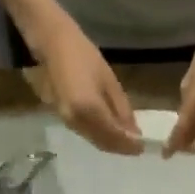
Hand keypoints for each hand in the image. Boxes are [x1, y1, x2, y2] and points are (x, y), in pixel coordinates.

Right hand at [33, 20, 142, 153]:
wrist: (51, 45)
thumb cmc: (83, 55)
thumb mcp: (109, 80)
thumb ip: (122, 109)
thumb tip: (134, 132)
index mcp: (90, 109)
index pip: (115, 136)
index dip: (129, 145)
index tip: (143, 147)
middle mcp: (78, 121)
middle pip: (104, 143)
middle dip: (121, 148)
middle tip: (137, 147)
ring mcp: (68, 121)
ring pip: (95, 141)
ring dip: (111, 144)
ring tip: (127, 141)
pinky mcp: (63, 119)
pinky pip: (86, 134)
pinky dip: (100, 137)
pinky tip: (110, 132)